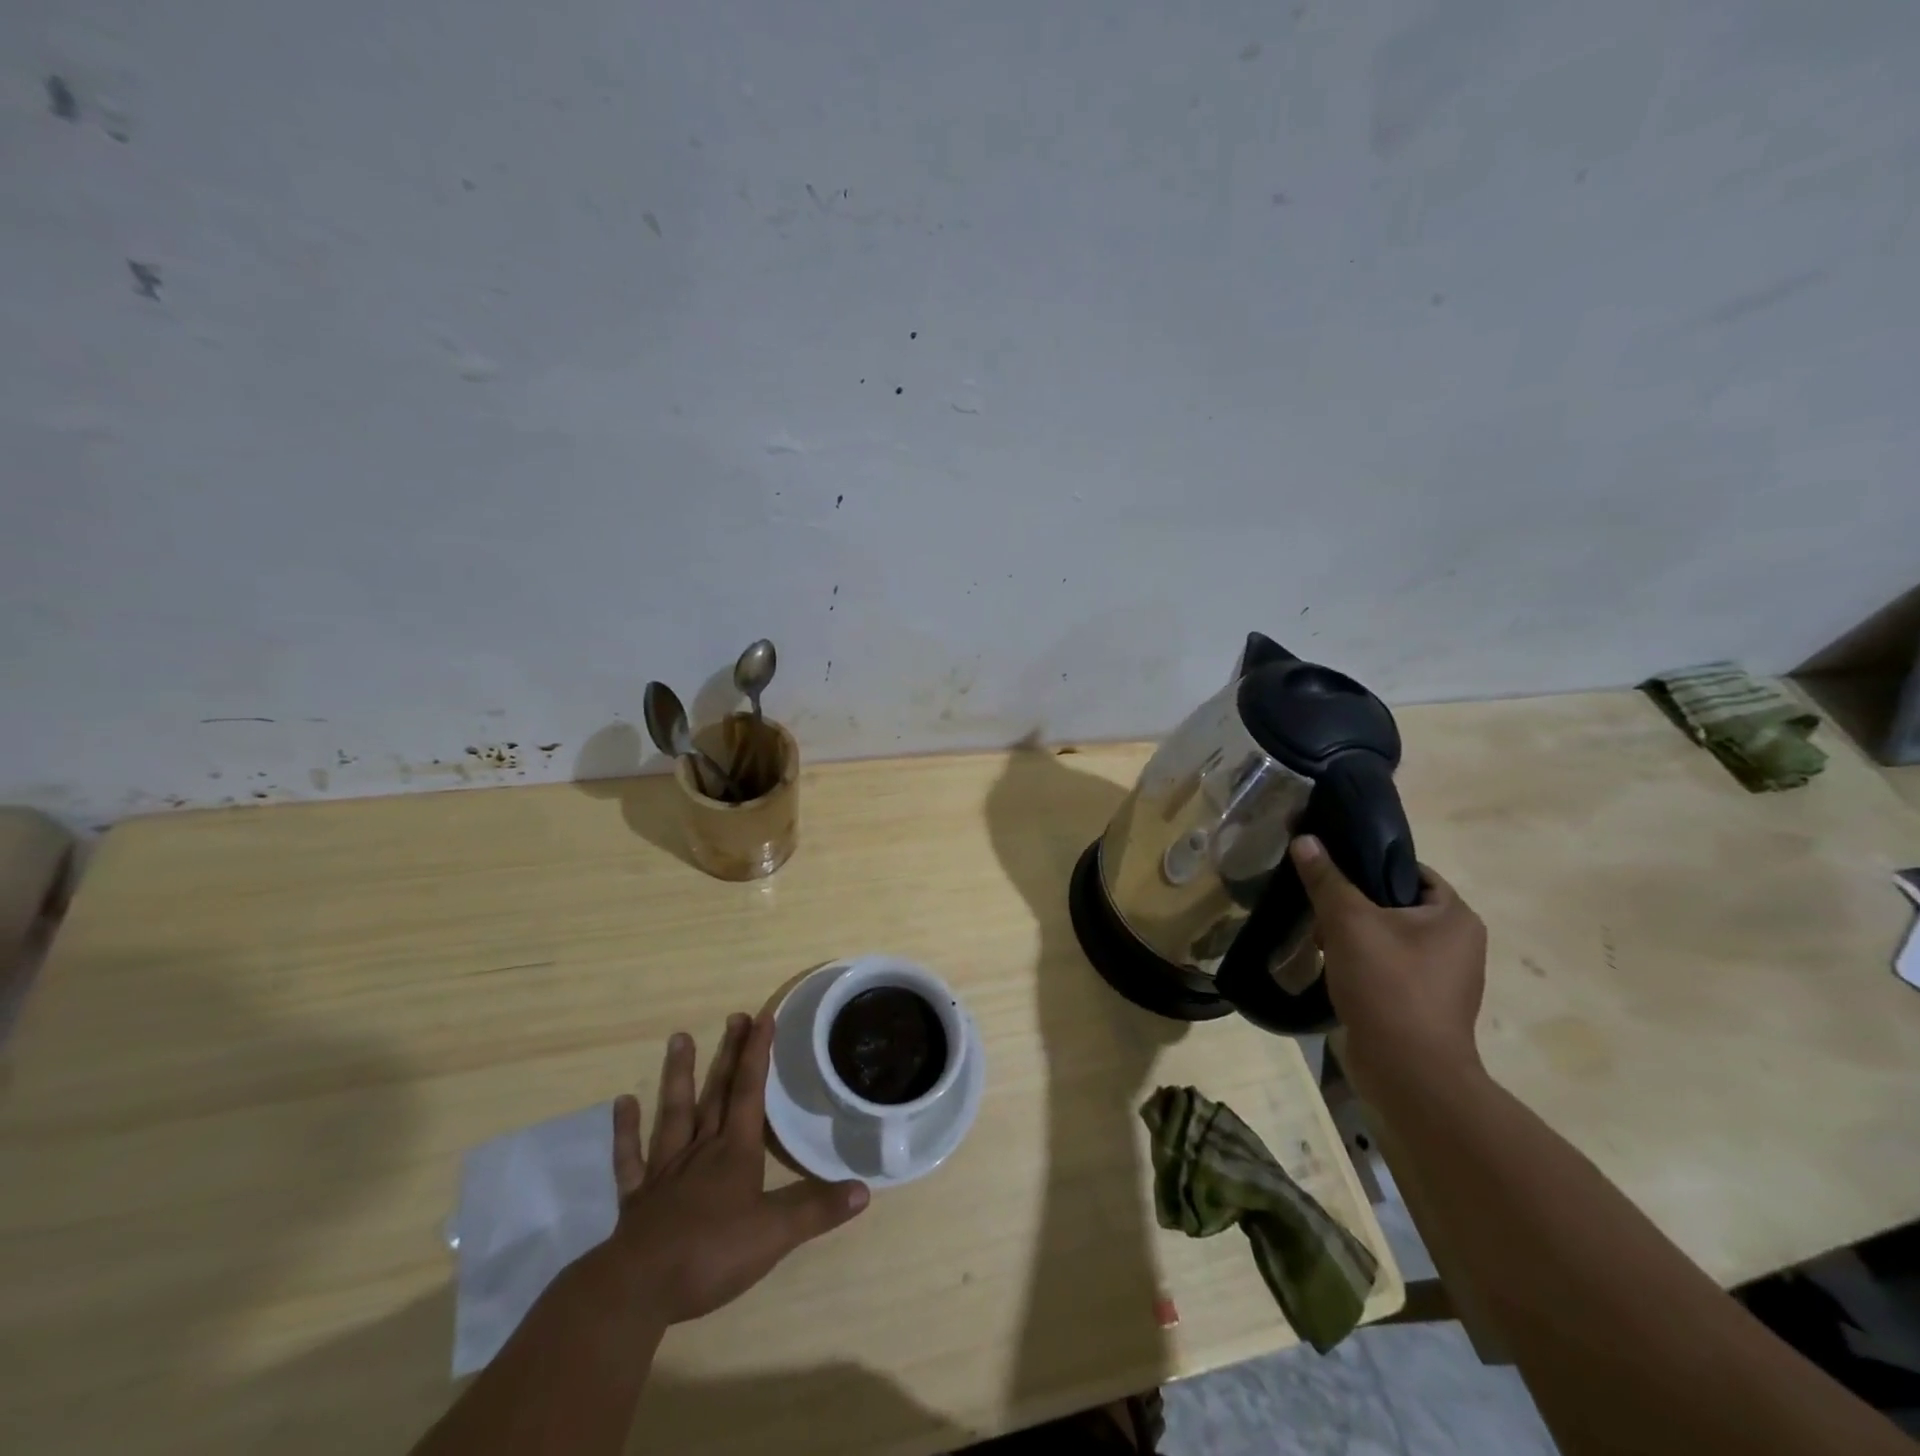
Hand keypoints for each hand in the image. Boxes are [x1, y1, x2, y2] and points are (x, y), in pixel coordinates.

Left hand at [606, 1012, 869, 1326]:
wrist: (638, 1289)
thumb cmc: (711, 1255)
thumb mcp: (775, 1235)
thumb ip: (817, 1209)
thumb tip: (865, 1189)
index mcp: (735, 1152)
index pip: (751, 1092)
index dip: (759, 1053)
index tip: (764, 1016)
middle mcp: (702, 1150)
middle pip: (717, 1093)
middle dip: (729, 1054)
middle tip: (734, 1016)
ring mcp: (666, 1170)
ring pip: (674, 1112)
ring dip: (678, 1076)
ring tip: (679, 1038)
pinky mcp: (637, 1197)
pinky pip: (631, 1157)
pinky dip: (626, 1130)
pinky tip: (622, 1103)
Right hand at [1291, 835, 1487, 1101]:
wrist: (1408, 1071)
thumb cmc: (1388, 985)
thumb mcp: (1349, 922)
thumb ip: (1326, 878)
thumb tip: (1304, 838)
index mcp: (1455, 916)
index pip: (1410, 871)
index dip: (1369, 864)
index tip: (1331, 870)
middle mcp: (1459, 943)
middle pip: (1396, 904)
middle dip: (1353, 905)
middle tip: (1319, 909)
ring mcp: (1444, 977)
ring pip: (1389, 936)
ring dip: (1353, 935)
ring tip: (1320, 940)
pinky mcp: (1424, 1003)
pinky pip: (1389, 966)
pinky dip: (1363, 962)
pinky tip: (1335, 969)